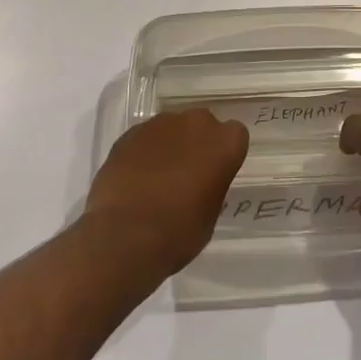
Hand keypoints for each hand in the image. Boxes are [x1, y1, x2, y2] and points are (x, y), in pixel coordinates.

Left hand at [85, 109, 248, 277]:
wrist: (125, 236)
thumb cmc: (179, 232)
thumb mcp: (210, 213)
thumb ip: (212, 185)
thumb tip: (201, 182)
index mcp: (224, 143)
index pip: (235, 134)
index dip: (224, 152)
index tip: (216, 171)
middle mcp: (196, 123)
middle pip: (202, 124)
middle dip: (197, 142)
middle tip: (187, 172)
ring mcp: (160, 124)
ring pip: (171, 127)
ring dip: (169, 144)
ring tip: (156, 176)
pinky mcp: (131, 132)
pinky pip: (145, 137)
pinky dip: (144, 151)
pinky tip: (135, 178)